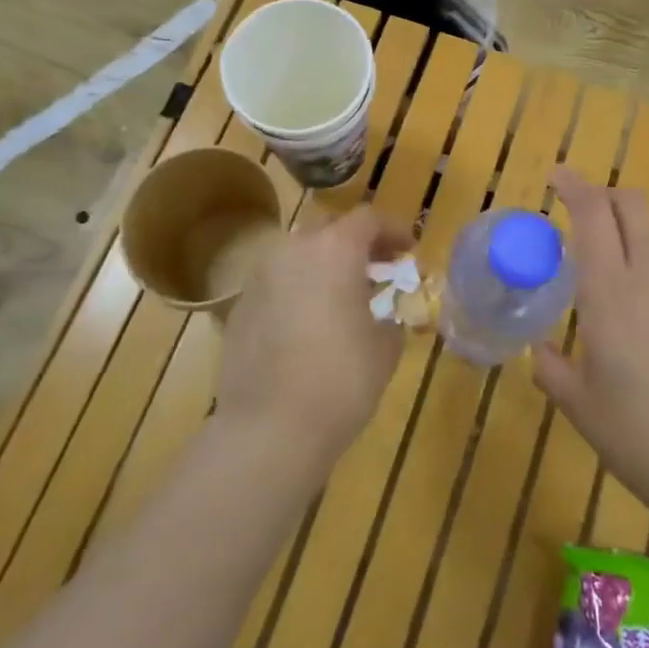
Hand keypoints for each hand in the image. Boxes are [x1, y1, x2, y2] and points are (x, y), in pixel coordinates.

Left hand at [215, 205, 412, 471]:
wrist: (269, 427)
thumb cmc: (341, 380)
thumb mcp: (384, 349)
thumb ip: (389, 320)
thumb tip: (385, 318)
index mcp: (335, 249)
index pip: (368, 219)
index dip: (392, 230)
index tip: (408, 249)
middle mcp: (293, 250)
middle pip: (329, 228)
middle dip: (355, 243)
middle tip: (377, 268)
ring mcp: (260, 277)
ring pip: (298, 254)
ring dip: (323, 265)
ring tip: (342, 296)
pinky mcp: (240, 306)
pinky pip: (277, 284)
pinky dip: (297, 290)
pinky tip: (308, 324)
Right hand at [533, 170, 648, 526]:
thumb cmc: (641, 436)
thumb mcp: (582, 407)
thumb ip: (553, 370)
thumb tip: (540, 351)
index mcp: (610, 292)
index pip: (595, 214)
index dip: (574, 186)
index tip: (556, 177)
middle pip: (634, 208)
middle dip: (605, 195)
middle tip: (579, 208)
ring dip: (627, 234)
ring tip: (601, 268)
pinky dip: (647, 273)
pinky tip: (637, 321)